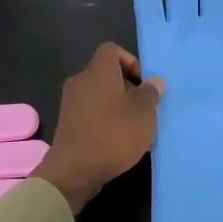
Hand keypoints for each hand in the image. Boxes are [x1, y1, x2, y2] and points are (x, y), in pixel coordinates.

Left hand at [33, 44, 163, 213]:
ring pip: (101, 95)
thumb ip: (150, 94)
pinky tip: (120, 142)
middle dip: (129, 88)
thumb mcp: (143, 115)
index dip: (131, 61)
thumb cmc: (113, 135)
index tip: (143, 84)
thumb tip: (154, 81)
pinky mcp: (68, 123)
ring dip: (119, 107)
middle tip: (145, 109)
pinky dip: (106, 120)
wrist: (73, 171)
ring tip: (136, 129)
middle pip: (107, 74)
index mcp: (98, 72)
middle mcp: (81, 82)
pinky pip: (92, 112)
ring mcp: (71, 103)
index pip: (112, 50)